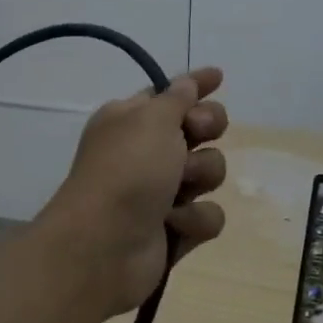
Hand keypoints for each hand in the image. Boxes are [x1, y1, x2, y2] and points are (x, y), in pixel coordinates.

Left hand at [37, 65, 229, 316]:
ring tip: (177, 190)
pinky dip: (194, 219)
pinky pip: (208, 216)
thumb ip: (177, 98)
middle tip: (198, 133)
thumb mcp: (151, 119)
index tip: (219, 77)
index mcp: (130, 121)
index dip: (194, 85)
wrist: (104, 245)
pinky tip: (174, 224)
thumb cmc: (126, 171)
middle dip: (207, 128)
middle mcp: (146, 154)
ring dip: (199, 176)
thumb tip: (187, 83)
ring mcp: (161, 194)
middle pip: (198, 131)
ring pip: (209, 173)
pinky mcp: (175, 231)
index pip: (169, 95)